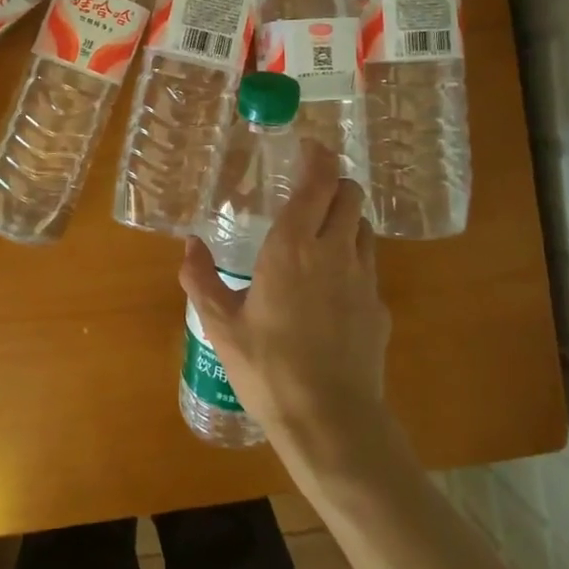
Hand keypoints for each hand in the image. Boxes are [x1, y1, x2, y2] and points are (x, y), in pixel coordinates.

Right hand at [179, 141, 392, 473]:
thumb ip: (201, 279)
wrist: (331, 421)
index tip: (308, 146)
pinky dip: (353, 258)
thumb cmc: (268, 368)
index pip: (319, 181)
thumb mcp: (221, 325)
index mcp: (293, 247)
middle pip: (351, 194)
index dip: (318, 156)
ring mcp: (364, 279)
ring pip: (364, 226)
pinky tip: (332, 288)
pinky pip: (369, 265)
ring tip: (321, 233)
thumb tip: (189, 245)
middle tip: (310, 190)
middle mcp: (335, 251)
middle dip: (334, 182)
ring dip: (346, 218)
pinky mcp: (380, 307)